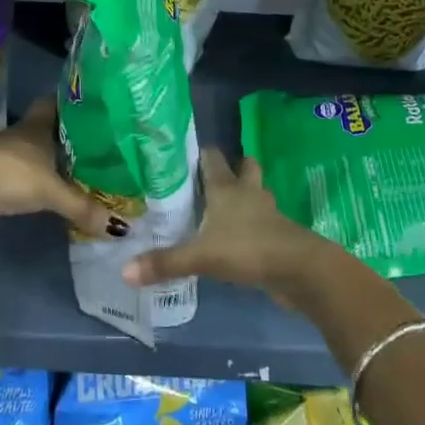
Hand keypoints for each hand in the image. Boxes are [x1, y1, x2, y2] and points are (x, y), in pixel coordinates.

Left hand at [0, 98, 121, 236]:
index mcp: (37, 126)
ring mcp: (4, 156)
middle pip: (46, 128)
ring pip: (34, 151)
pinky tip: (49, 191)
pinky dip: (36, 179)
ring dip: (50, 159)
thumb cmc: (10, 174)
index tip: (94, 109)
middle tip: (96, 144)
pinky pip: (23, 173)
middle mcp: (21, 135)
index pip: (56, 103)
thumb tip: (121, 228)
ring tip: (79, 169)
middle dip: (67, 135)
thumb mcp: (51, 191)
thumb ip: (83, 207)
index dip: (72, 104)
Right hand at [122, 146, 328, 296]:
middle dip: (232, 169)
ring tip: (224, 208)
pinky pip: (263, 221)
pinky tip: (239, 238)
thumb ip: (165, 263)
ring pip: (256, 193)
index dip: (200, 153)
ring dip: (245, 196)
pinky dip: (253, 224)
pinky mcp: (279, 234)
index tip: (184, 155)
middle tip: (209, 180)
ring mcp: (268, 212)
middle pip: (244, 167)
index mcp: (226, 188)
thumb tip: (124, 272)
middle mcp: (248, 193)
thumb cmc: (247, 249)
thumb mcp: (201, 256)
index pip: (212, 157)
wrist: (299, 270)